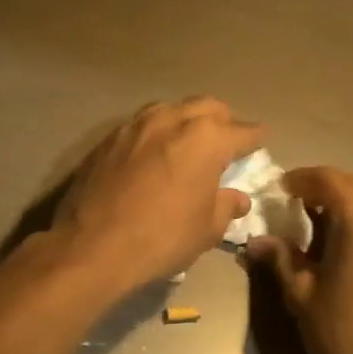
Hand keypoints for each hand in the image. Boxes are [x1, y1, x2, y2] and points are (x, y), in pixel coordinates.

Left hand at [55, 98, 263, 291]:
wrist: (92, 246)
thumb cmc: (162, 238)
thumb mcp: (206, 229)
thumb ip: (226, 206)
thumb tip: (237, 198)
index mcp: (206, 138)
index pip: (242, 131)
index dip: (255, 139)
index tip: (260, 142)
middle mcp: (172, 119)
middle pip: (207, 107)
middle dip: (222, 121)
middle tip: (226, 142)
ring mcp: (136, 125)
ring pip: (171, 109)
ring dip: (186, 121)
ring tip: (188, 144)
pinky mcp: (108, 138)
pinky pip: (142, 126)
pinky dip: (156, 134)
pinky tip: (154, 156)